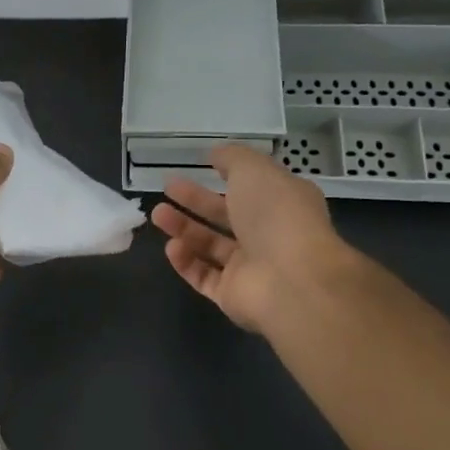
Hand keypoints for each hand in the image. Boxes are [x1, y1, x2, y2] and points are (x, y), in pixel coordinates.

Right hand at [151, 146, 350, 332]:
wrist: (292, 280)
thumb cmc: (276, 215)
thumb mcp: (254, 170)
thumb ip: (232, 158)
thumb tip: (215, 154)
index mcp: (282, 204)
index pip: (252, 188)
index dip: (227, 175)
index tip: (200, 165)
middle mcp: (268, 236)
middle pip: (226, 216)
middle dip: (196, 201)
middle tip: (168, 187)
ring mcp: (251, 268)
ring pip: (210, 246)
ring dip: (184, 229)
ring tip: (157, 214)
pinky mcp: (232, 296)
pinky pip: (203, 277)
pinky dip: (186, 262)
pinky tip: (172, 247)